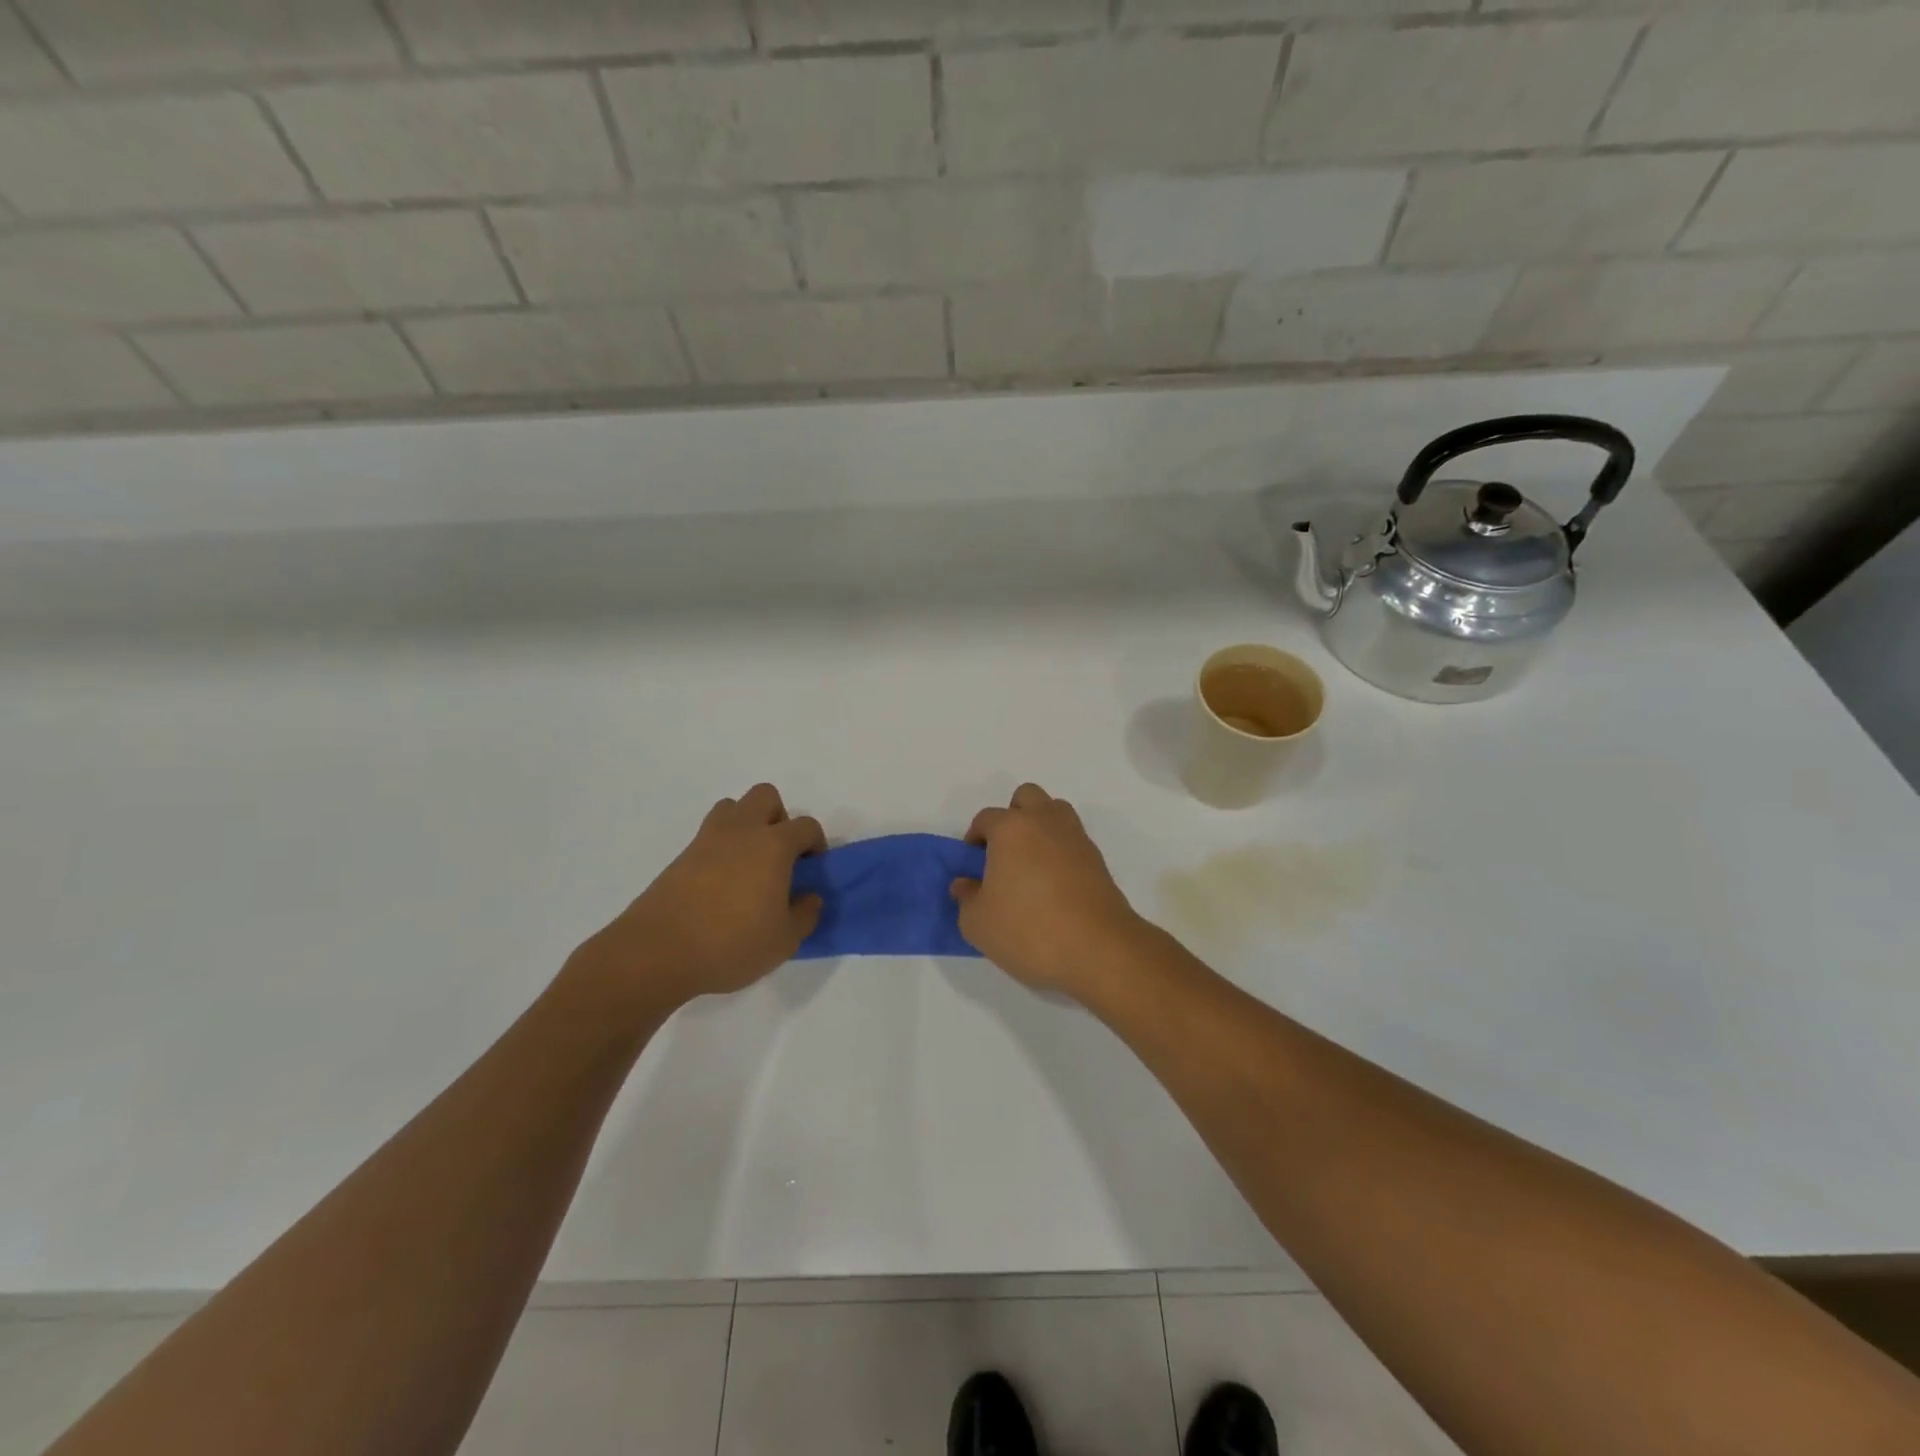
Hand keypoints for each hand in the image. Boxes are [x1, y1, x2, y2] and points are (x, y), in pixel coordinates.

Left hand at [571, 783, 824, 1013]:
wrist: (657, 952)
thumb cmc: (731, 944)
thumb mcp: (784, 941)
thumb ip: (805, 915)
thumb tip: (811, 897)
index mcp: (773, 845)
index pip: (806, 826)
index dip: (815, 843)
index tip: (812, 869)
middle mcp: (742, 831)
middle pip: (766, 796)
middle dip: (779, 818)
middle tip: (780, 855)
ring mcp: (708, 840)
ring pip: (733, 807)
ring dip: (747, 824)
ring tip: (749, 863)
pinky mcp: (682, 855)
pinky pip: (710, 834)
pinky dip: (722, 846)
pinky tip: (722, 882)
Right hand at [950, 783, 1147, 998]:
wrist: (1098, 950)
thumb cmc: (1029, 930)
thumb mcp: (978, 923)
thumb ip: (966, 898)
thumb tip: (965, 884)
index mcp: (1011, 829)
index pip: (986, 818)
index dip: (975, 838)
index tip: (973, 866)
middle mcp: (1045, 822)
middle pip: (1027, 797)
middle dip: (1012, 816)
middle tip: (1004, 853)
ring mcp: (1075, 838)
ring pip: (1055, 812)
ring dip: (1040, 827)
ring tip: (1031, 864)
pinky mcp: (1097, 859)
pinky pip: (1072, 840)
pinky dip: (1061, 851)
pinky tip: (1054, 884)